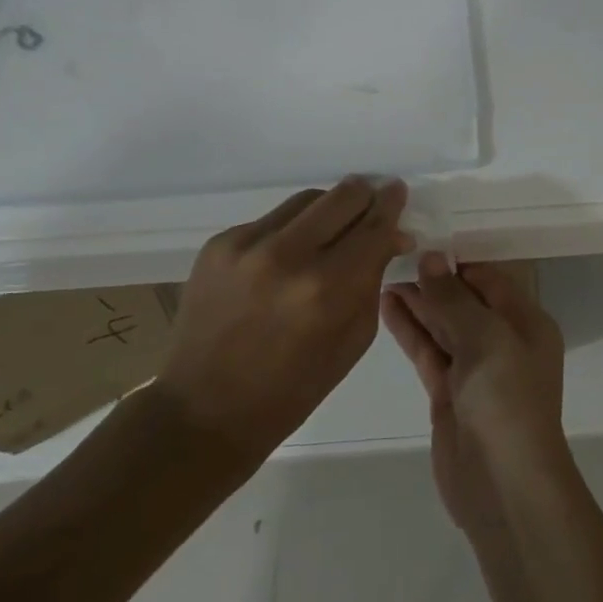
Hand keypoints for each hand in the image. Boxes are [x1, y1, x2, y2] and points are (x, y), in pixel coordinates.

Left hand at [157, 177, 411, 461]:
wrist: (204, 409)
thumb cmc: (293, 389)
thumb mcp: (353, 339)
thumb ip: (374, 280)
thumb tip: (392, 237)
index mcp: (327, 290)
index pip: (374, 226)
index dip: (391, 205)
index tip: (398, 191)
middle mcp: (287, 256)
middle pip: (342, 196)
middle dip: (364, 197)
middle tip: (372, 203)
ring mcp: (246, 245)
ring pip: (306, 200)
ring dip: (328, 210)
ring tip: (331, 231)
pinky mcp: (218, 244)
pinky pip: (271, 220)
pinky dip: (290, 231)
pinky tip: (287, 258)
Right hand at [382, 253, 570, 535]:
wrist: (504, 486)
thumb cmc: (506, 400)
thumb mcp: (485, 339)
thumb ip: (454, 298)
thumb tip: (432, 258)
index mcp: (526, 323)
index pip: (490, 279)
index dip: (458, 260)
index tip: (423, 238)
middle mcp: (503, 342)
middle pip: (464, 300)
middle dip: (433, 279)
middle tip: (392, 253)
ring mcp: (474, 370)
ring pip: (443, 325)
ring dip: (417, 302)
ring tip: (381, 273)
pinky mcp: (449, 394)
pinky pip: (428, 352)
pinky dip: (410, 330)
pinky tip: (387, 307)